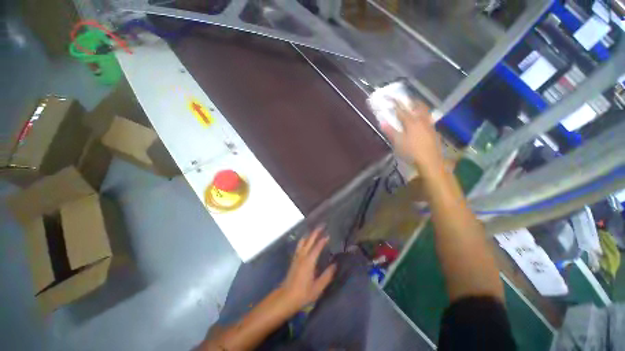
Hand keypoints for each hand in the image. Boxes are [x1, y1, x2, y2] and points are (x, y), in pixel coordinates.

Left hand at [280, 227, 336, 310]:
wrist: (285, 298)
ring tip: (314, 231)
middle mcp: (302, 256)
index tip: (328, 235)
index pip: (317, 247)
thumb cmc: (303, 294)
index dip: (323, 240)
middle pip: (309, 240)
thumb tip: (335, 265)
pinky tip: (305, 241)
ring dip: (309, 235)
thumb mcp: (318, 288)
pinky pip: (299, 246)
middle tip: (321, 226)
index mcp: (309, 262)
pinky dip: (304, 240)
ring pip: (303, 241)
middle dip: (315, 232)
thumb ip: (327, 276)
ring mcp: (297, 257)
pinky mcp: (294, 260)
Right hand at [380, 101, 443, 171]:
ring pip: (426, 111)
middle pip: (418, 106)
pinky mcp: (434, 131)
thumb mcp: (397, 143)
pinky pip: (429, 119)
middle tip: (406, 99)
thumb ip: (390, 131)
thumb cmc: (411, 151)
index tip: (390, 97)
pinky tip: (423, 122)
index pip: (401, 110)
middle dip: (411, 101)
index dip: (395, 103)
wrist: (430, 161)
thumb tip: (382, 122)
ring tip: (415, 106)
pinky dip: (425, 116)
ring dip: (420, 107)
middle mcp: (422, 120)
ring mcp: (430, 125)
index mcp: (411, 122)